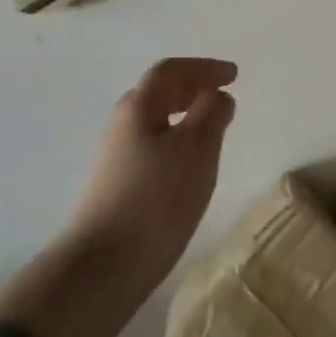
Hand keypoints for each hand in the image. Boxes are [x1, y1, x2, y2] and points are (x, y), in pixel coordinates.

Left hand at [64, 57, 237, 295]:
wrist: (101, 269)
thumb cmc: (155, 198)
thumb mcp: (196, 148)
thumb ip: (212, 113)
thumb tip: (217, 95)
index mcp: (138, 106)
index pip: (170, 70)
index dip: (204, 67)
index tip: (233, 74)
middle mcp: (121, 124)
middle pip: (158, 93)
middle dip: (192, 88)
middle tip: (222, 94)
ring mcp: (115, 158)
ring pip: (154, 122)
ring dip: (184, 117)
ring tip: (212, 129)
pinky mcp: (116, 188)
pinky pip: (152, 147)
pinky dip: (176, 142)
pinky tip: (189, 166)